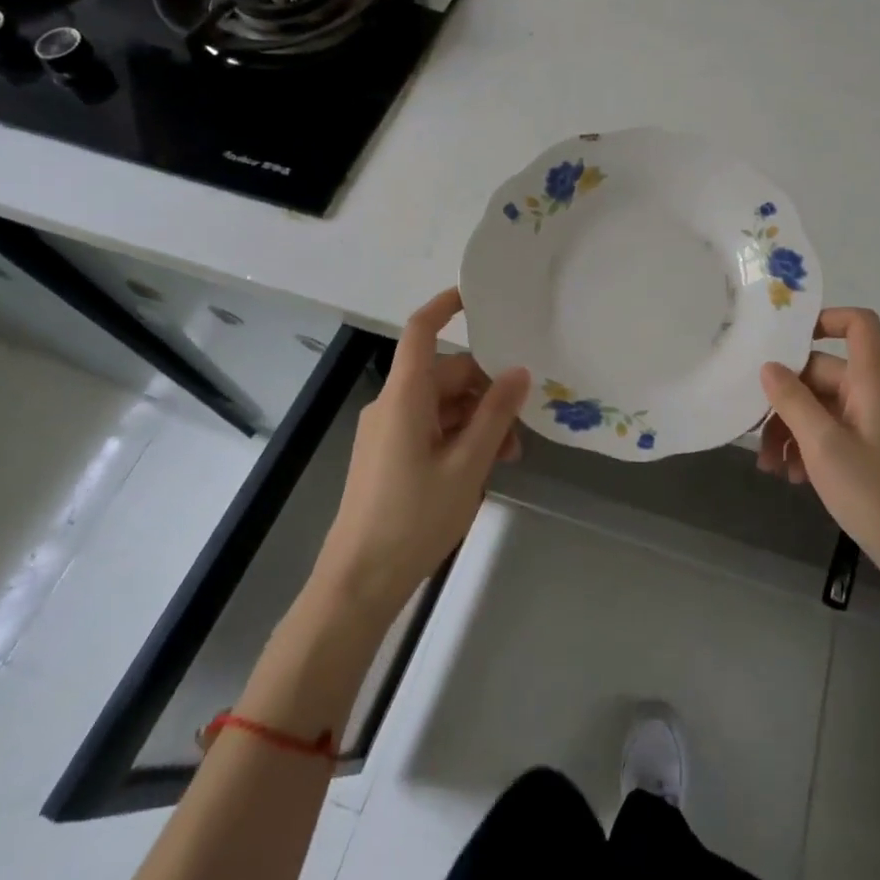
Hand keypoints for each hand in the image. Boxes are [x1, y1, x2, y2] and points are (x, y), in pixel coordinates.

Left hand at [316, 288, 530, 617]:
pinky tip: (483, 466)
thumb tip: (519, 372)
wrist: (358, 583)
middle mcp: (392, 405)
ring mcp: (387, 431)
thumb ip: (495, 414)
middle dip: (486, 391)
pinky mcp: (387, 455)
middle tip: (521, 425)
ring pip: (442, 405)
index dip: (446, 305)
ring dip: (477, 420)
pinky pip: (429, 428)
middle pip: (445, 375)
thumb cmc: (413, 518)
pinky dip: (459, 437)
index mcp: (405, 397)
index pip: (421, 331)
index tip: (478, 296)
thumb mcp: (467, 465)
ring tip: (508, 456)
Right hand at [757, 307, 879, 599]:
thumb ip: (792, 401)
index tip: (785, 341)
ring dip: (794, 428)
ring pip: (826, 407)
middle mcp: (879, 395)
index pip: (860, 325)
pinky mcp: (878, 451)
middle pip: (826, 374)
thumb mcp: (823, 446)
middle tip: (757, 434)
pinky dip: (812, 446)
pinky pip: (837, 431)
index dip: (826, 319)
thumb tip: (769, 366)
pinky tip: (793, 477)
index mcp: (875, 383)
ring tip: (771, 466)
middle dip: (787, 400)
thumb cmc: (876, 495)